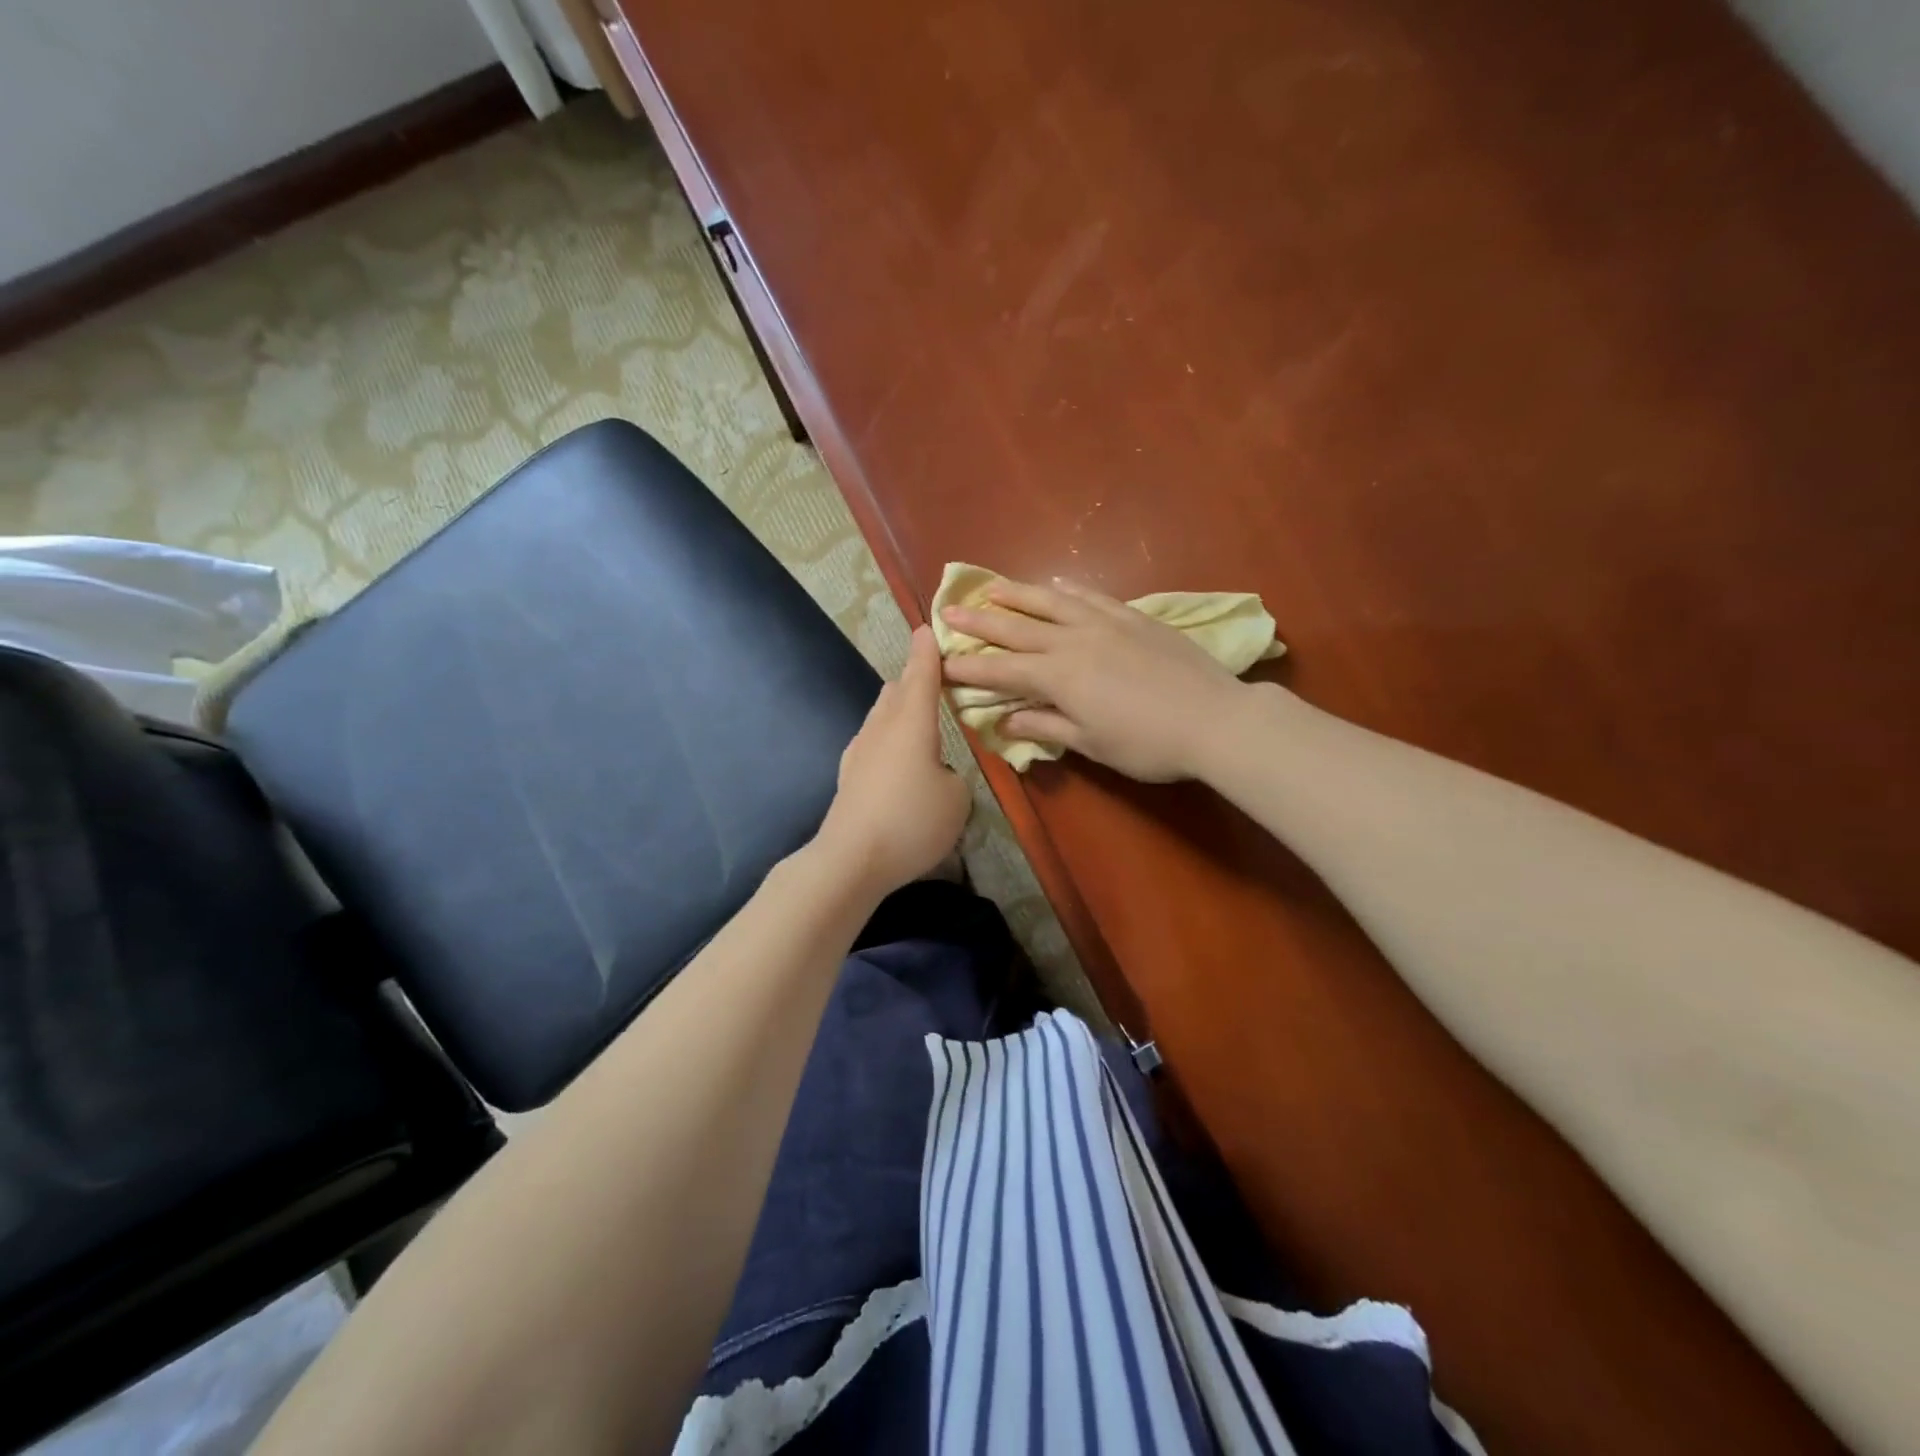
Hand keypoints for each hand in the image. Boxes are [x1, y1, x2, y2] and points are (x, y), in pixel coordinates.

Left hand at [815, 625, 971, 896]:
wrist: (851, 859)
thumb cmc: (912, 821)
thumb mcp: (957, 798)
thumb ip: (953, 774)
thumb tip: (938, 771)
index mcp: (912, 722)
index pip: (922, 674)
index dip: (928, 651)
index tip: (929, 629)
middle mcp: (882, 726)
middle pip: (897, 689)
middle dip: (915, 679)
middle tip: (937, 678)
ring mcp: (860, 749)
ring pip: (881, 714)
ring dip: (900, 708)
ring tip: (920, 716)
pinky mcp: (849, 774)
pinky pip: (873, 740)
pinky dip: (889, 736)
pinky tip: (897, 756)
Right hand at [941, 578, 1248, 781]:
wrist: (1215, 719)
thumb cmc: (1148, 744)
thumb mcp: (1092, 743)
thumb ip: (1046, 726)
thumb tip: (1004, 721)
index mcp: (1059, 677)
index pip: (1001, 671)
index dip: (968, 668)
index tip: (940, 663)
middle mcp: (1073, 642)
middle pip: (1017, 628)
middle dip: (979, 622)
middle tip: (948, 612)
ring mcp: (1105, 623)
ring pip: (1051, 602)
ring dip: (1017, 594)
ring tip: (991, 587)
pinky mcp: (1133, 617)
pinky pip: (1092, 597)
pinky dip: (1069, 590)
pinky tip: (1057, 583)